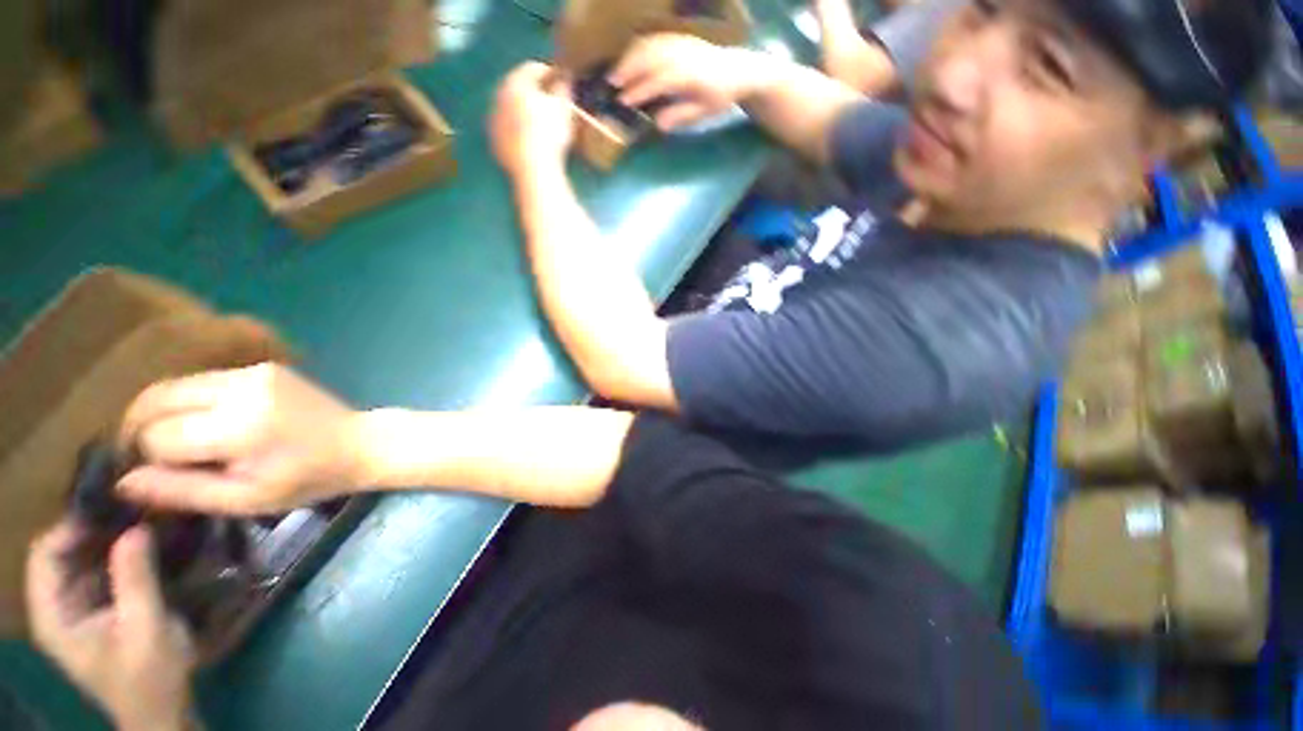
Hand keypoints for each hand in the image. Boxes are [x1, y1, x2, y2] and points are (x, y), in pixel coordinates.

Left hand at [27, 523, 194, 730]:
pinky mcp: (96, 609)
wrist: (161, 710)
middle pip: (60, 553)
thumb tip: (135, 529)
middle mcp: (56, 607)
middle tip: (133, 509)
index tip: (113, 510)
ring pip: (79, 559)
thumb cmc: (149, 676)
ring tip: (141, 520)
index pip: (45, 555)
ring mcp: (75, 609)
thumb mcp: (146, 629)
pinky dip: (116, 554)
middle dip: (92, 529)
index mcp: (53, 615)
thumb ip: (135, 580)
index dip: (72, 528)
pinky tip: (143, 545)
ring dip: (106, 540)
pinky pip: (97, 571)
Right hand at [117, 363, 362, 514]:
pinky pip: (203, 380)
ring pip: (174, 384)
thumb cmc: (307, 480)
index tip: (152, 474)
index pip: (157, 436)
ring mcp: (254, 372)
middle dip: (138, 428)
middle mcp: (242, 390)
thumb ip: (182, 491)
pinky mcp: (263, 367)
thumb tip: (122, 482)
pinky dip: (188, 400)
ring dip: (160, 411)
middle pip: (154, 399)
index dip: (146, 458)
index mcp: (239, 427)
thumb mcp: (245, 499)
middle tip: (145, 456)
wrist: (360, 442)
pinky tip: (203, 422)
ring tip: (171, 441)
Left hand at [491, 61, 575, 173]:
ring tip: (540, 125)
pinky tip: (531, 142)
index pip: (532, 68)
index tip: (561, 82)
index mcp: (514, 82)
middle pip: (517, 88)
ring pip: (510, 110)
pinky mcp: (495, 143)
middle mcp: (498, 96)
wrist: (533, 168)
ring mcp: (494, 121)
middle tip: (550, 103)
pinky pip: (507, 132)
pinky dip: (517, 133)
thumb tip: (564, 77)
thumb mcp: (563, 108)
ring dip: (523, 113)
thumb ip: (563, 87)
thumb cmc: (550, 133)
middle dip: (533, 93)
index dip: (549, 74)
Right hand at [610, 34, 763, 130]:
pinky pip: (655, 39)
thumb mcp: (703, 112)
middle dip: (629, 69)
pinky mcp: (679, 38)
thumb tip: (658, 123)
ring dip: (630, 57)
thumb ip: (680, 116)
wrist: (738, 70)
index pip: (659, 80)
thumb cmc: (720, 97)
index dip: (639, 90)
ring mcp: (681, 43)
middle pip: (650, 57)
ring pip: (650, 45)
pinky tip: (630, 59)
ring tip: (617, 73)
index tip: (624, 101)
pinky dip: (639, 48)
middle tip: (612, 84)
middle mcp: (683, 54)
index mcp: (690, 75)